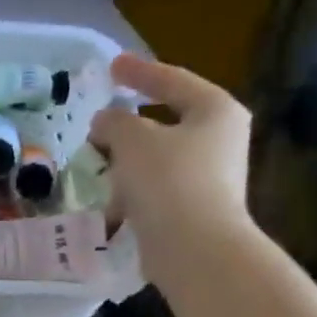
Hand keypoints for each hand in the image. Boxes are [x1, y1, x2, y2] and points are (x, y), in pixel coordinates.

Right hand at [89, 54, 253, 271]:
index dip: (139, 72)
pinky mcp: (195, 211)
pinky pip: (156, 193)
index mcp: (215, 111)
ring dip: (126, 165)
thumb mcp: (132, 140)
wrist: (194, 249)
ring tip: (96, 171)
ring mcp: (210, 179)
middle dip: (128, 128)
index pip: (172, 81)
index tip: (111, 67)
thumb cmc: (168, 182)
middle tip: (98, 129)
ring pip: (158, 161)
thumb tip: (105, 122)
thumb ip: (115, 122)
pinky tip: (109, 208)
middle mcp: (220, 140)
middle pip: (165, 124)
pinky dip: (132, 195)